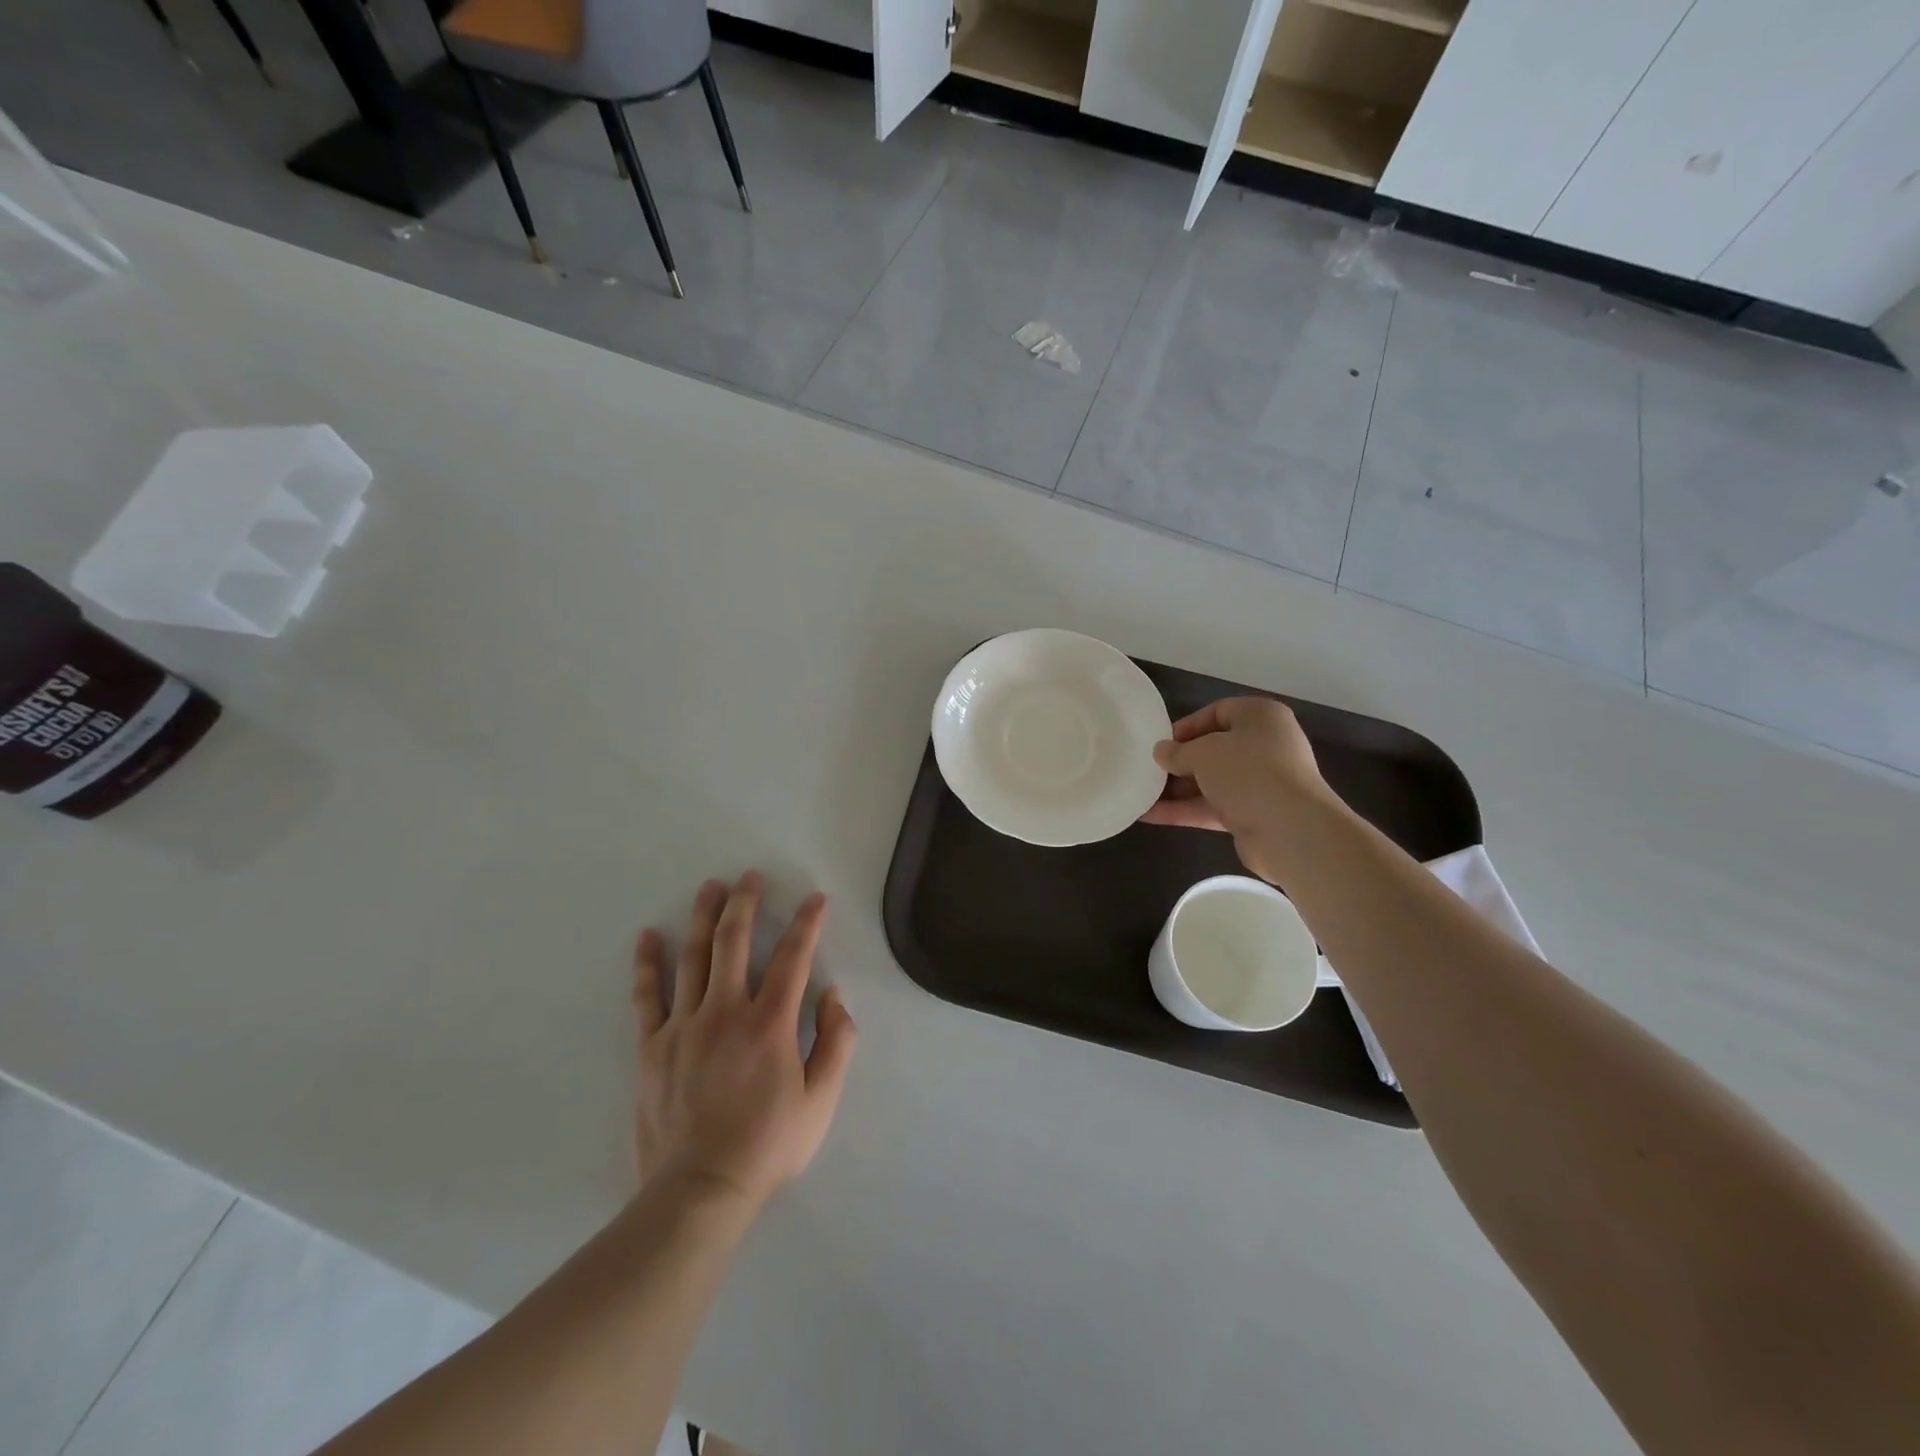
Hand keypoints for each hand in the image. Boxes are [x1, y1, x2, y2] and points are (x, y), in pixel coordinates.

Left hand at [633, 872, 857, 1212]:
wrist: (698, 1191)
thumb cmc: (767, 1146)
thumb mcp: (821, 1101)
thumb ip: (836, 1044)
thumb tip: (834, 996)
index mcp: (770, 1023)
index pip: (793, 957)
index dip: (807, 923)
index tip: (815, 899)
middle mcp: (725, 1011)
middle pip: (734, 941)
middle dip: (745, 902)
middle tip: (749, 876)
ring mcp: (683, 1025)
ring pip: (693, 957)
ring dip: (703, 917)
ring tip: (710, 887)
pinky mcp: (651, 1046)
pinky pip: (647, 995)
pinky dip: (648, 963)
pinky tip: (649, 936)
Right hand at [1140, 697, 1332, 880]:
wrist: (1289, 829)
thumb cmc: (1247, 771)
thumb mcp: (1203, 752)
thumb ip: (1177, 751)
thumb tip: (1161, 752)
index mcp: (1261, 717)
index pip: (1218, 712)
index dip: (1187, 726)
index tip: (1160, 742)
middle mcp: (1265, 746)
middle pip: (1214, 749)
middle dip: (1180, 761)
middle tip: (1149, 769)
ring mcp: (1260, 783)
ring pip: (1211, 781)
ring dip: (1177, 789)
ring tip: (1141, 794)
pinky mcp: (1253, 814)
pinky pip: (1212, 807)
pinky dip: (1184, 811)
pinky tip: (1150, 816)